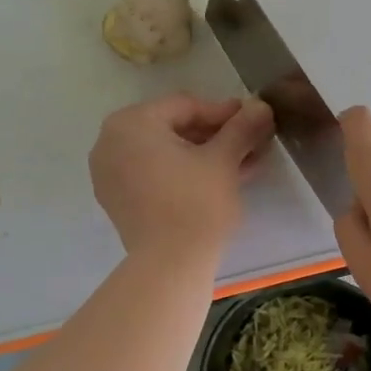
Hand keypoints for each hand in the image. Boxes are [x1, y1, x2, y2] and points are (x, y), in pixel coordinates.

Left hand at [90, 94, 274, 261]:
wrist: (170, 265)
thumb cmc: (196, 202)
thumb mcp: (224, 159)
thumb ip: (241, 127)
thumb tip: (261, 105)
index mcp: (131, 123)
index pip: (186, 107)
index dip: (225, 113)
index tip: (254, 120)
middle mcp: (111, 142)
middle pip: (174, 128)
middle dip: (216, 136)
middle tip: (251, 142)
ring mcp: (110, 174)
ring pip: (166, 153)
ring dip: (205, 155)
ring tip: (244, 163)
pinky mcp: (119, 201)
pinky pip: (155, 174)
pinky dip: (185, 173)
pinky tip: (221, 180)